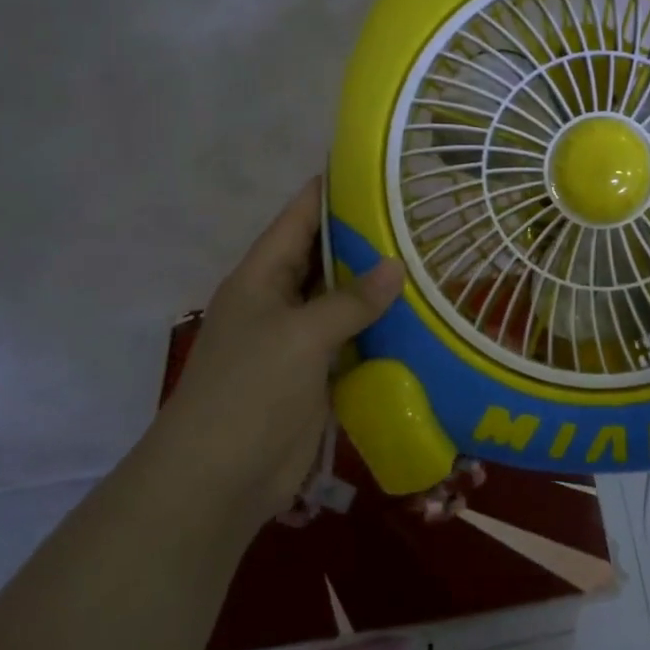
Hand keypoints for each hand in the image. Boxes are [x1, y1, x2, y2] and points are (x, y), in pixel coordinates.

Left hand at [165, 178, 404, 523]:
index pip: (300, 216)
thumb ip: (350, 301)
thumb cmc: (249, 392)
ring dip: (378, 286)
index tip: (379, 169)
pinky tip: (420, 318)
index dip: (334, 189)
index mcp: (262, 276)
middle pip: (326, 255)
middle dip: (367, 237)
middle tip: (422, 216)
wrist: (217, 481)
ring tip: (432, 260)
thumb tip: (398, 266)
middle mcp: (279, 299)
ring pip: (343, 299)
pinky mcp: (316, 373)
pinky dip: (380, 329)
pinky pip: (352, 339)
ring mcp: (298, 338)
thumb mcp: (300, 337)